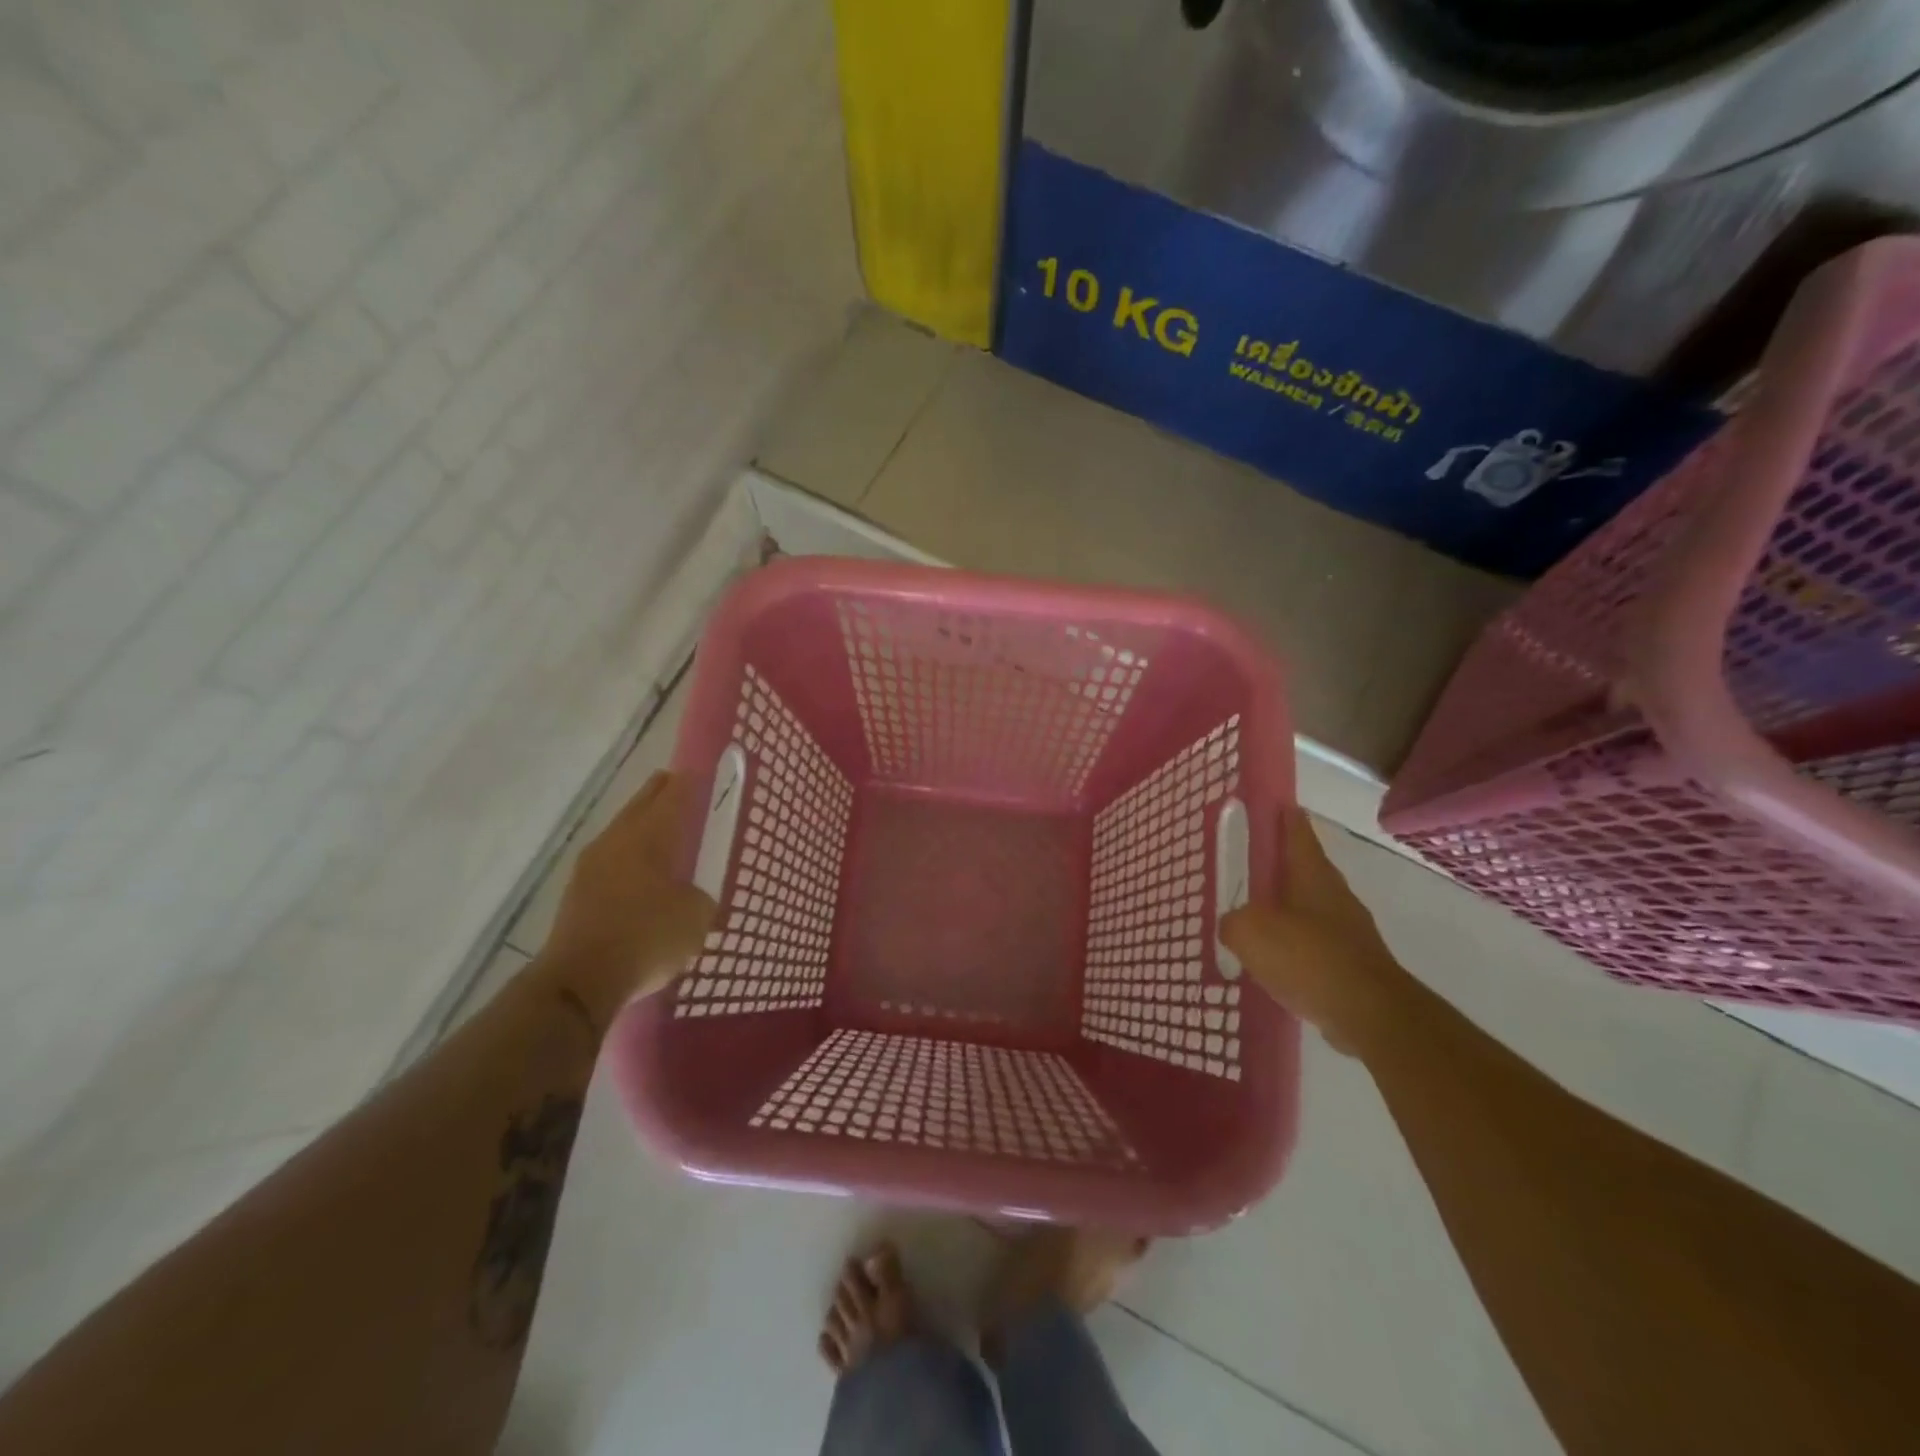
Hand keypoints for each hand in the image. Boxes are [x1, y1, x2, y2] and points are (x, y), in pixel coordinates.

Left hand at [543, 771, 716, 1020]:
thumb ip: (701, 900)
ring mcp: (590, 867)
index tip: (698, 771)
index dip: (688, 783)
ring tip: (659, 828)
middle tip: (675, 784)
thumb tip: (694, 899)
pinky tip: (637, 872)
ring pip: (620, 833)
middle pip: (640, 806)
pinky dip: (626, 857)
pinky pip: (609, 862)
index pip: (673, 797)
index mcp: (648, 836)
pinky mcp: (576, 894)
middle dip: (658, 793)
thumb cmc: (646, 938)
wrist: (580, 981)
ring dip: (639, 826)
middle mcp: (616, 842)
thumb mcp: (695, 919)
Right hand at [1220, 809, 1413, 1055]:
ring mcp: (1349, 932)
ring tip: (1257, 916)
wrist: (1370, 1014)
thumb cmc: (1308, 957)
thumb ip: (1233, 921)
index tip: (1276, 802)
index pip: (1297, 833)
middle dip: (1282, 865)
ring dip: (1287, 909)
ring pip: (1311, 909)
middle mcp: (1335, 896)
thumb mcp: (1250, 932)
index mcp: (1312, 875)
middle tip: (1251, 864)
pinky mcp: (1354, 965)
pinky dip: (1296, 946)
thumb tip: (1234, 924)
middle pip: (1306, 870)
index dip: (1284, 816)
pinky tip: (1277, 961)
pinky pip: (1316, 945)